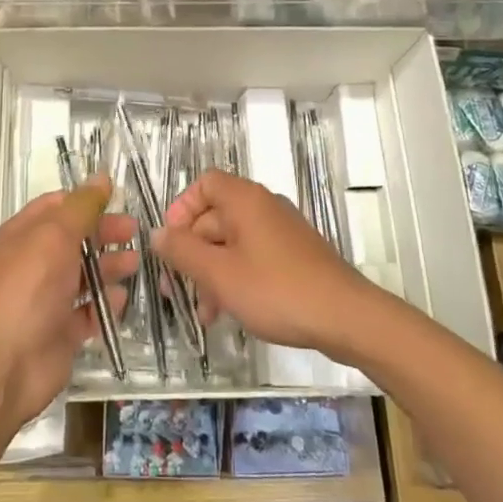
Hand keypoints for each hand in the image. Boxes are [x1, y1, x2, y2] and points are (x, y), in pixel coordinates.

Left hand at [0, 177, 137, 427]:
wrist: (8, 362)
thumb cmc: (29, 287)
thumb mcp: (56, 235)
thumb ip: (82, 207)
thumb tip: (102, 177)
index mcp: (23, 235)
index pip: (55, 207)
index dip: (85, 201)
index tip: (117, 199)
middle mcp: (33, 263)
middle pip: (74, 240)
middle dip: (104, 234)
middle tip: (135, 232)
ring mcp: (46, 298)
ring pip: (83, 276)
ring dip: (109, 267)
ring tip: (134, 264)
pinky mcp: (60, 330)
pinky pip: (87, 312)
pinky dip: (104, 305)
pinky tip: (121, 300)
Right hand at [153, 170, 381, 360]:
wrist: (346, 317)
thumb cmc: (276, 290)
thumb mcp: (219, 273)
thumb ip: (182, 251)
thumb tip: (157, 234)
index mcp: (245, 200)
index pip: (204, 184)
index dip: (182, 208)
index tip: (171, 242)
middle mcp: (263, 207)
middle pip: (215, 217)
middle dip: (191, 253)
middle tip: (175, 290)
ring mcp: (281, 232)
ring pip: (232, 243)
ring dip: (211, 273)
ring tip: (203, 312)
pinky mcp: (294, 257)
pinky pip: (253, 258)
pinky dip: (235, 278)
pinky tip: (228, 312)